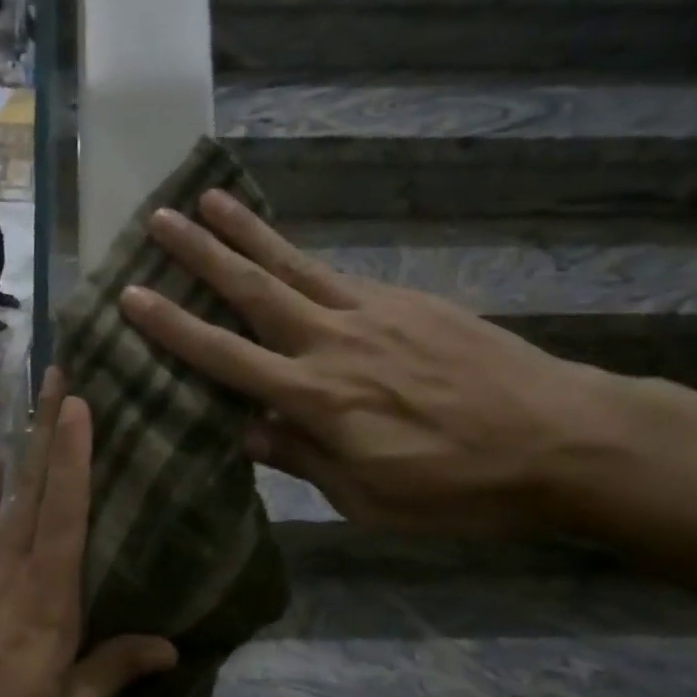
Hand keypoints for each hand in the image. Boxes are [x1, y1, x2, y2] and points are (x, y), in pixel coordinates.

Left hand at [0, 371, 178, 696]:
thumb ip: (111, 676)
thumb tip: (169, 646)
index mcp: (47, 609)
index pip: (67, 520)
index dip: (75, 460)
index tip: (81, 407)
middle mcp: (12, 579)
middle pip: (36, 494)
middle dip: (49, 431)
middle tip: (61, 377)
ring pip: (7, 502)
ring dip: (22, 448)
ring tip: (32, 401)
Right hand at [119, 191, 625, 535]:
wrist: (563, 438)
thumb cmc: (459, 487)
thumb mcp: (369, 497)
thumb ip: (303, 457)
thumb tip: (245, 429)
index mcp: (317, 398)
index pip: (226, 356)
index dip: (174, 326)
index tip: (132, 295)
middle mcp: (333, 343)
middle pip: (254, 289)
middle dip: (201, 253)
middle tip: (158, 219)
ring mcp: (373, 313)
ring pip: (295, 265)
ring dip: (247, 232)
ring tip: (209, 199)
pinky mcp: (407, 301)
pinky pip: (340, 275)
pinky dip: (303, 259)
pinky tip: (286, 252)